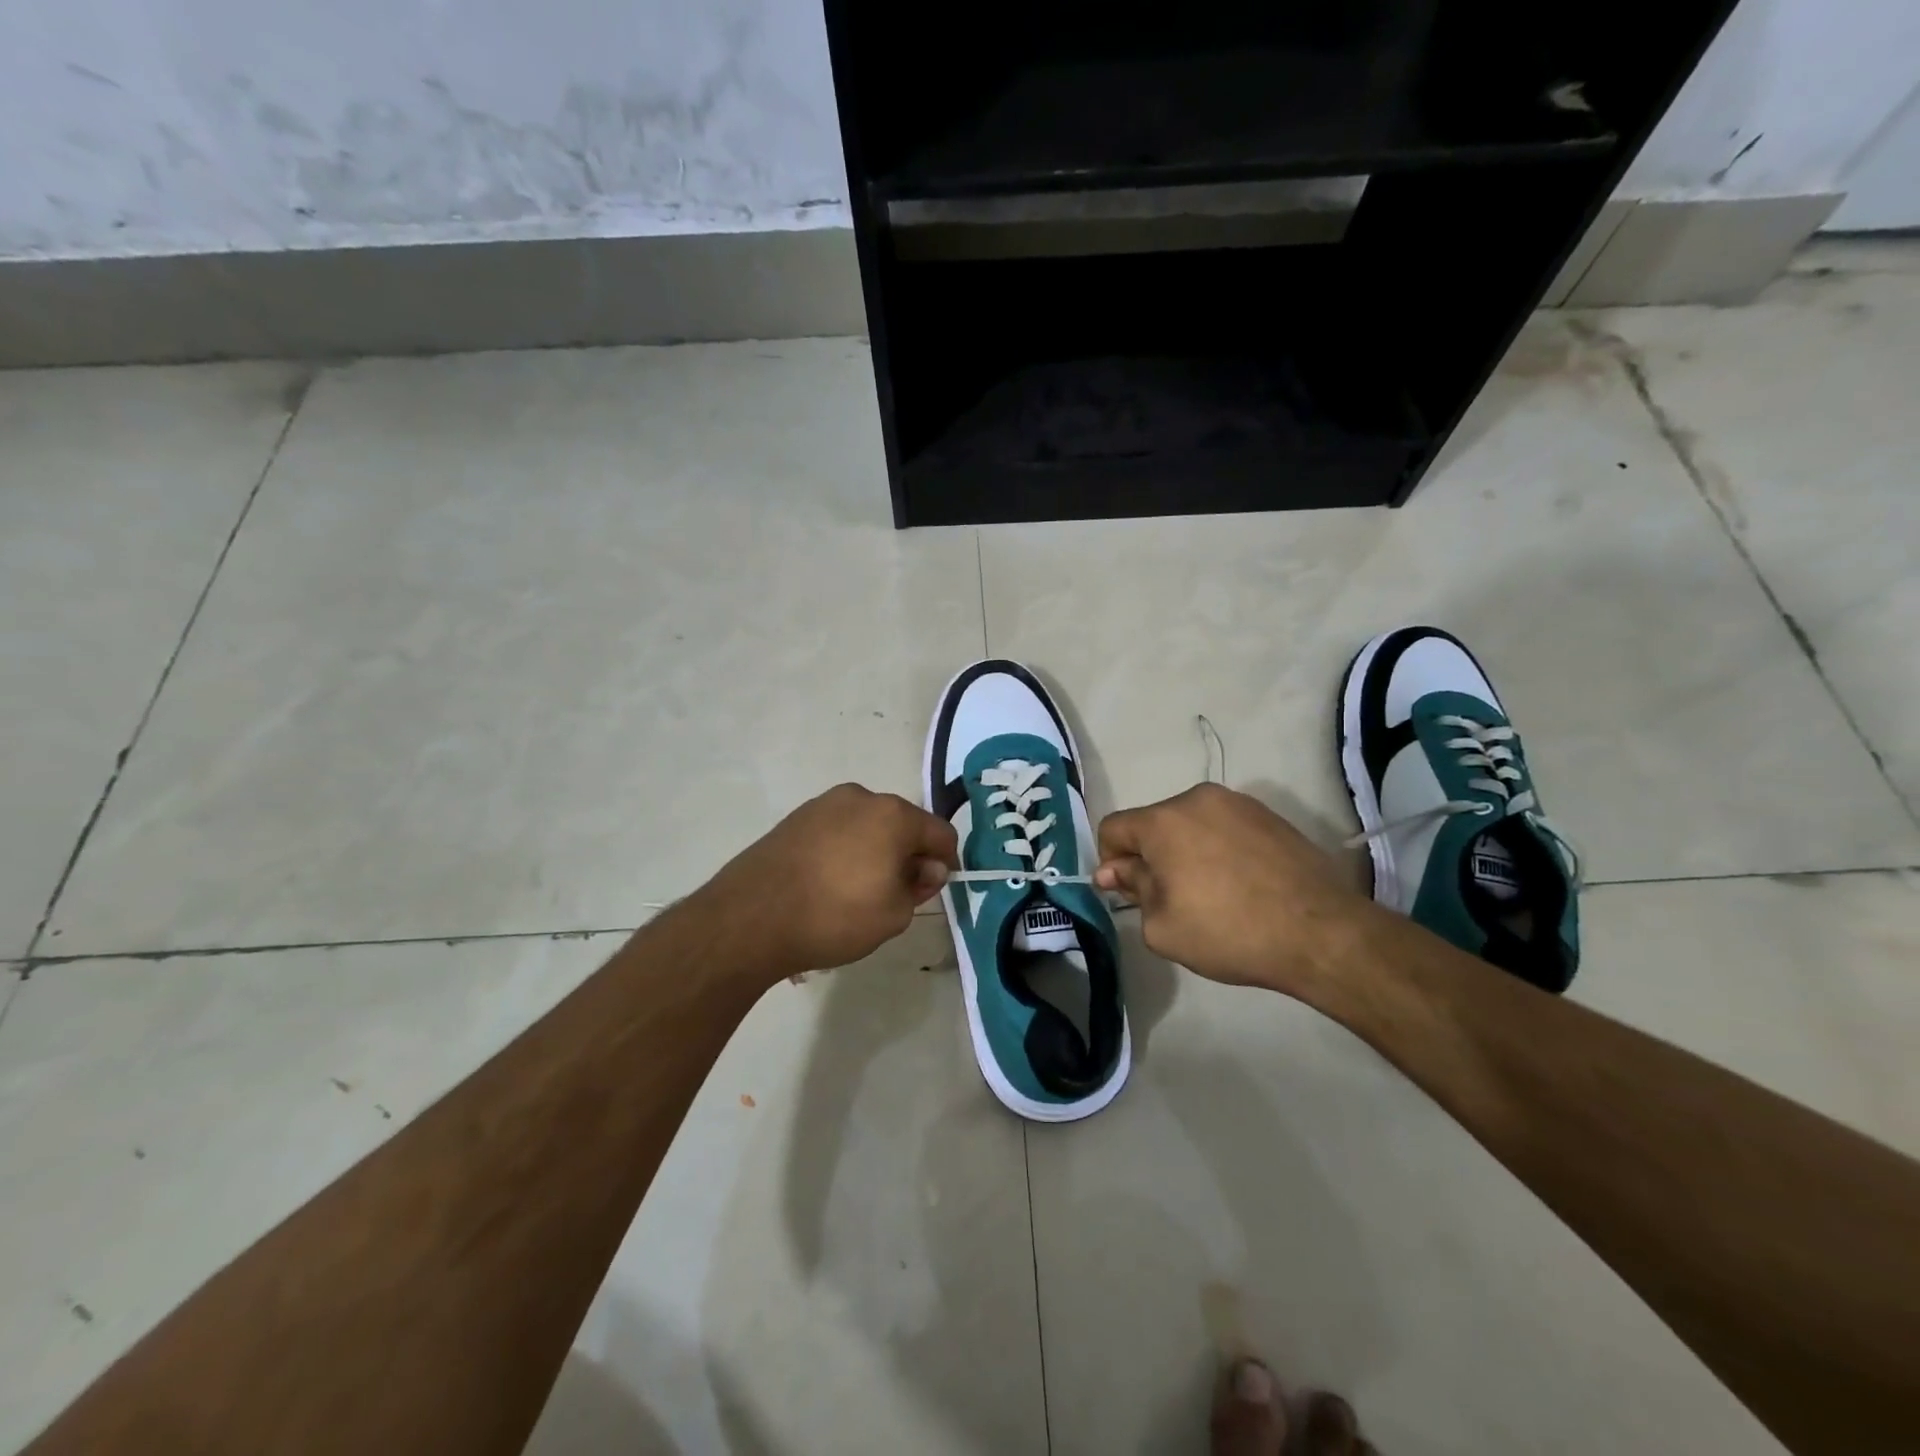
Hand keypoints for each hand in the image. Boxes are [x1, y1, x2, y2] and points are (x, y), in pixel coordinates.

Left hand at [697, 783, 957, 978]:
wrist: (750, 918)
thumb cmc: (834, 916)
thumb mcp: (894, 914)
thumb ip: (920, 886)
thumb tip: (927, 867)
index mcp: (893, 815)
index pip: (940, 832)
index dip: (946, 862)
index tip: (934, 889)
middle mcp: (861, 797)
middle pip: (903, 824)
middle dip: (908, 855)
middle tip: (897, 895)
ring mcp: (824, 804)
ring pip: (868, 826)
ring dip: (875, 851)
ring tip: (858, 892)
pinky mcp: (796, 818)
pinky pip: (837, 831)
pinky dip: (844, 851)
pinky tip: (829, 884)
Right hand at [1094, 784, 1377, 994]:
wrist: (1321, 933)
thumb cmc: (1229, 931)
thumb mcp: (1161, 925)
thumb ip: (1132, 889)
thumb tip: (1117, 870)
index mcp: (1164, 820)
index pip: (1113, 828)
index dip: (1110, 861)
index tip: (1127, 893)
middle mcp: (1197, 798)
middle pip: (1154, 824)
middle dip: (1150, 856)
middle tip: (1168, 898)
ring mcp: (1239, 803)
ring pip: (1190, 824)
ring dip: (1185, 852)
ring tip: (1209, 893)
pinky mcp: (1270, 816)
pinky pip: (1225, 828)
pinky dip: (1219, 850)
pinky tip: (1239, 885)